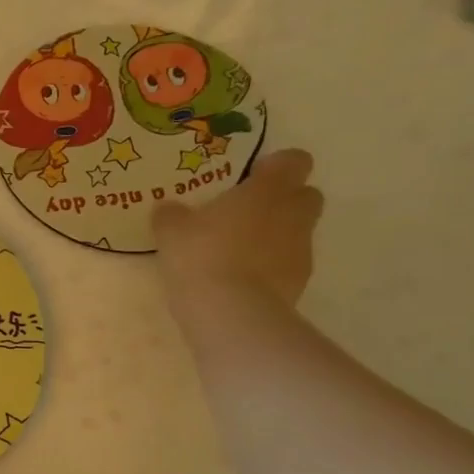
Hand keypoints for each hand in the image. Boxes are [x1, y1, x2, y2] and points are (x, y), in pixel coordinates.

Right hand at [153, 148, 323, 322]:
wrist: (232, 312)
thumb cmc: (202, 256)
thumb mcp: (171, 231)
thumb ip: (171, 214)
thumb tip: (168, 208)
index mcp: (267, 190)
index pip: (294, 161)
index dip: (276, 166)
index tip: (251, 177)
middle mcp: (293, 214)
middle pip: (305, 195)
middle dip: (283, 200)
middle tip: (247, 213)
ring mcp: (301, 250)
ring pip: (298, 231)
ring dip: (276, 235)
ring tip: (238, 252)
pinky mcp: (301, 283)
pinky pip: (289, 264)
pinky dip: (272, 267)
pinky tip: (241, 280)